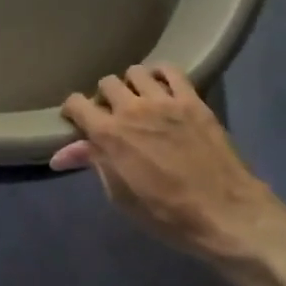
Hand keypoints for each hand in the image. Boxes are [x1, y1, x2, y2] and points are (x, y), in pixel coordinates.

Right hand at [54, 65, 280, 257]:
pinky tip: (163, 90)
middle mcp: (132, 109)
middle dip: (105, 98)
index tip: (78, 121)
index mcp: (109, 134)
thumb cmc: (166, 214)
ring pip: (135, 71)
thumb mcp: (121, 196)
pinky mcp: (192, 99)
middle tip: (114, 116)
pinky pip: (171, 70)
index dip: (73, 110)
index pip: (76, 103)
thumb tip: (60, 154)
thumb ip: (94, 163)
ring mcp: (164, 100)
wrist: (225, 214)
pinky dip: (161, 75)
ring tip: (140, 101)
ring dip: (132, 85)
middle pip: (106, 83)